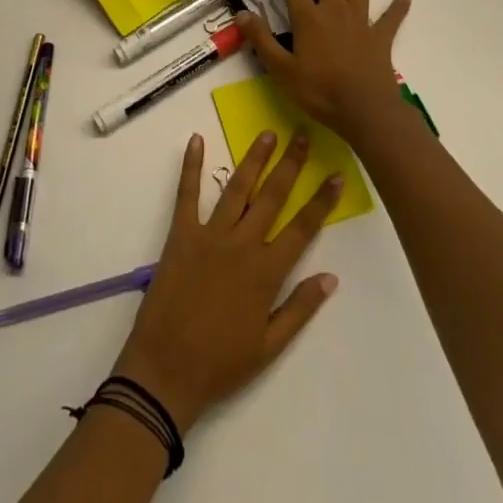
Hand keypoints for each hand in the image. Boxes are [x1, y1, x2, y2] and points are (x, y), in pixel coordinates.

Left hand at [111, 130, 341, 432]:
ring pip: (237, 188)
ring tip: (267, 134)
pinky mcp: (180, 233)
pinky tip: (196, 140)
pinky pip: (187, 194)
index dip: (321, 201)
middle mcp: (241, 245)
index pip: (301, 229)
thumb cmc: (221, 363)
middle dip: (290, 165)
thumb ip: (300, 308)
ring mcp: (209, 235)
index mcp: (265, 272)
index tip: (335, 175)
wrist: (167, 369)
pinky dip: (191, 166)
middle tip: (302, 134)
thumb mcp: (269, 346)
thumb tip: (331, 277)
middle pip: (272, 197)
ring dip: (253, 159)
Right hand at [236, 0, 412, 144]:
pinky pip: (391, 19)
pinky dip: (398, 7)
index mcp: (309, 18)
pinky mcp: (380, 39)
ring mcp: (360, 23)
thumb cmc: (319, 91)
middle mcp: (335, 12)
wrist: (365, 111)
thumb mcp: (281, 70)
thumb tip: (241, 13)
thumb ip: (261, 40)